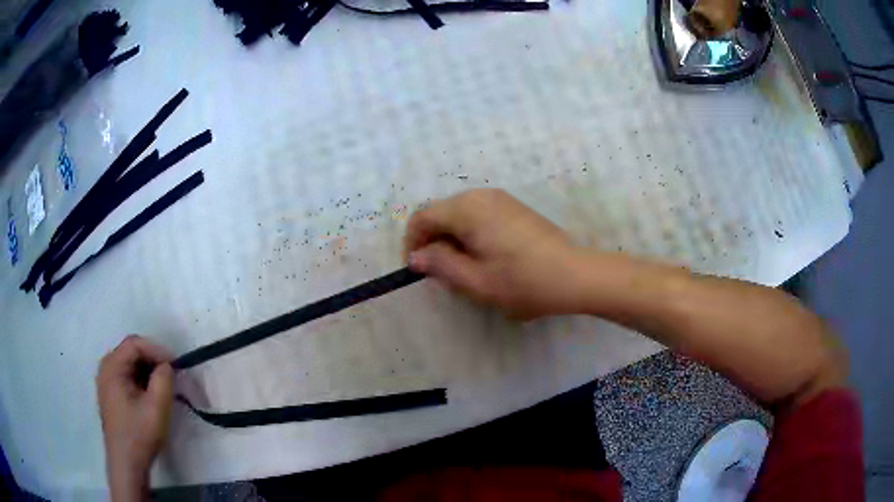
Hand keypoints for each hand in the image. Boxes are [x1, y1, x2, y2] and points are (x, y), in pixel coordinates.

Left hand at [97, 335, 173, 500]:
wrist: (127, 463)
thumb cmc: (139, 434)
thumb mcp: (157, 407)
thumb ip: (164, 379)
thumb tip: (167, 366)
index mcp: (111, 366)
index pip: (135, 344)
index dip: (157, 350)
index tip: (176, 366)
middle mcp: (106, 368)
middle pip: (132, 352)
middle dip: (153, 361)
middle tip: (172, 377)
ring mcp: (106, 381)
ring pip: (130, 365)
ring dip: (149, 372)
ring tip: (164, 388)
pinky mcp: (111, 394)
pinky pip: (127, 377)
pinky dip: (142, 382)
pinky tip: (152, 397)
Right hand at [404, 189, 584, 318]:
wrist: (574, 275)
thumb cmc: (522, 281)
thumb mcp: (475, 281)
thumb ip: (440, 265)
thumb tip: (416, 257)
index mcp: (467, 209)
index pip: (423, 217)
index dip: (413, 242)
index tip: (417, 269)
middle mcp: (481, 195)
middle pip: (441, 214)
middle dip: (434, 243)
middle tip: (443, 276)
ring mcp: (500, 199)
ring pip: (460, 216)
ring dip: (452, 240)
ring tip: (464, 271)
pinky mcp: (514, 208)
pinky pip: (479, 216)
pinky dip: (471, 235)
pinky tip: (485, 259)